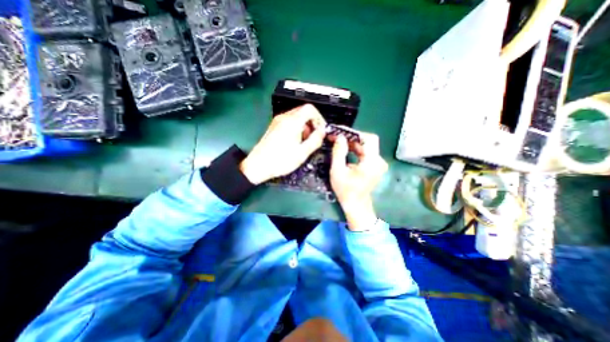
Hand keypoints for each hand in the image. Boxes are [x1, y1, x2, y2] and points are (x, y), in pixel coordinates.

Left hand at [240, 103, 328, 184]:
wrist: (258, 165)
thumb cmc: (280, 161)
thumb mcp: (302, 153)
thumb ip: (315, 140)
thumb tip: (322, 132)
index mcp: (292, 122)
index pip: (310, 109)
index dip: (319, 118)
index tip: (321, 130)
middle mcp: (284, 118)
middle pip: (303, 111)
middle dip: (312, 122)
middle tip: (314, 136)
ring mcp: (277, 121)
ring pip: (296, 116)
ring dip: (305, 126)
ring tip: (305, 141)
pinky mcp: (274, 127)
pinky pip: (289, 121)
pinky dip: (296, 127)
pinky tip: (295, 141)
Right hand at [331, 132, 387, 231]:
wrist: (355, 205)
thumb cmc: (346, 190)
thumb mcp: (338, 171)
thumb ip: (338, 152)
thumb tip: (339, 137)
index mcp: (372, 162)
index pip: (368, 138)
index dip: (355, 133)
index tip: (341, 132)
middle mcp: (379, 160)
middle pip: (367, 141)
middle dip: (351, 138)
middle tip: (337, 136)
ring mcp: (378, 163)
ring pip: (366, 146)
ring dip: (352, 143)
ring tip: (338, 141)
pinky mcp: (374, 165)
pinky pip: (365, 152)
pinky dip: (355, 149)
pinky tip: (345, 149)